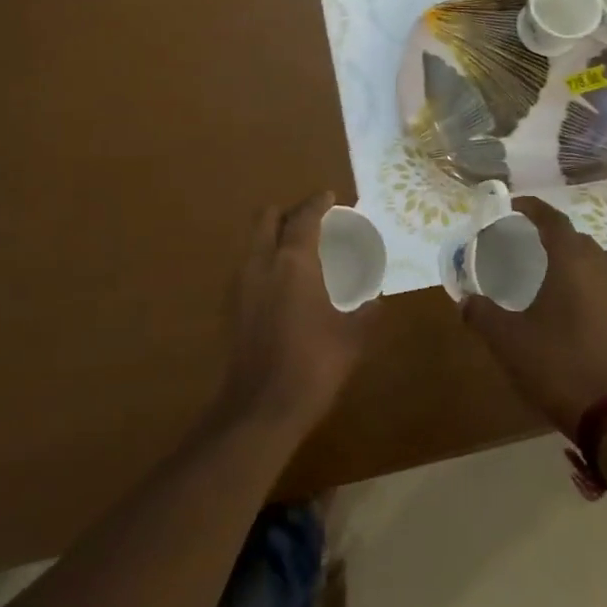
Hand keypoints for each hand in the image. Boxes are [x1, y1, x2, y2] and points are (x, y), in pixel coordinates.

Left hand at [216, 192, 374, 436]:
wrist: (259, 409)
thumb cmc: (312, 365)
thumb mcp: (351, 339)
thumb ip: (366, 315)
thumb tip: (376, 303)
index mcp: (293, 262)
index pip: (304, 217)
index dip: (317, 203)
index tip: (329, 197)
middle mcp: (262, 262)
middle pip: (266, 217)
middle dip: (287, 212)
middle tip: (309, 222)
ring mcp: (241, 283)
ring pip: (253, 241)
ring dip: (272, 235)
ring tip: (296, 251)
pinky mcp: (230, 306)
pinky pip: (248, 266)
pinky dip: (264, 261)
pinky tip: (280, 284)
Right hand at [461, 198, 606, 434]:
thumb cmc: (558, 366)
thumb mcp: (507, 341)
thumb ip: (481, 315)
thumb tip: (465, 301)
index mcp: (572, 262)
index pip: (553, 219)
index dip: (532, 208)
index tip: (513, 207)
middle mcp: (601, 270)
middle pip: (576, 239)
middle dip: (551, 235)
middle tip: (525, 244)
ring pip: (595, 264)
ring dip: (572, 261)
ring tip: (547, 277)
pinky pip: (606, 289)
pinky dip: (587, 286)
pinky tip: (571, 311)